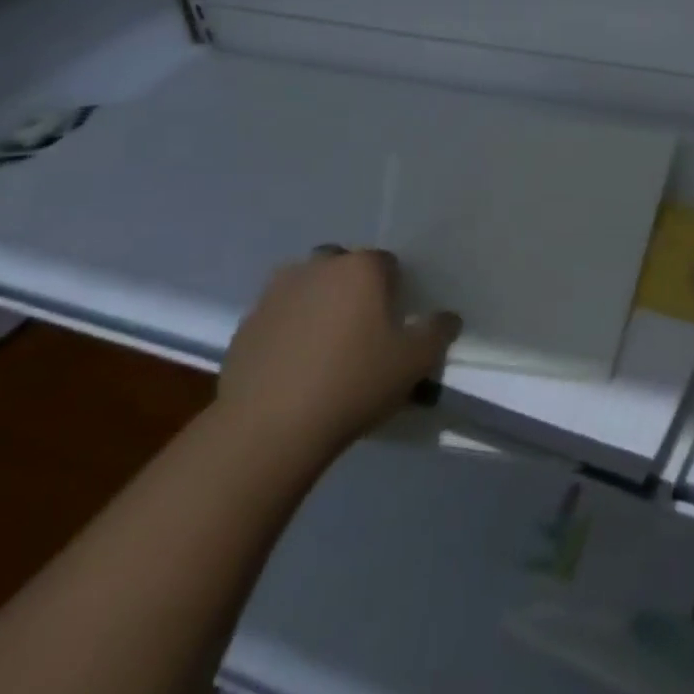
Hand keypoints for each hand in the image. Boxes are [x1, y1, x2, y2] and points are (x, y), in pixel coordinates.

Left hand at [216, 249, 460, 459]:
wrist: (267, 429)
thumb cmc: (353, 383)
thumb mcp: (415, 362)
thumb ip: (438, 332)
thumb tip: (448, 318)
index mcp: (361, 267)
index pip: (388, 264)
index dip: (394, 291)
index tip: (394, 323)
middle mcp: (318, 267)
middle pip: (343, 267)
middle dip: (352, 290)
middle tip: (360, 331)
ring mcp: (276, 293)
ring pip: (307, 288)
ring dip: (317, 305)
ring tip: (323, 349)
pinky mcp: (245, 324)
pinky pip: (278, 317)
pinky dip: (288, 331)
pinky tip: (293, 368)